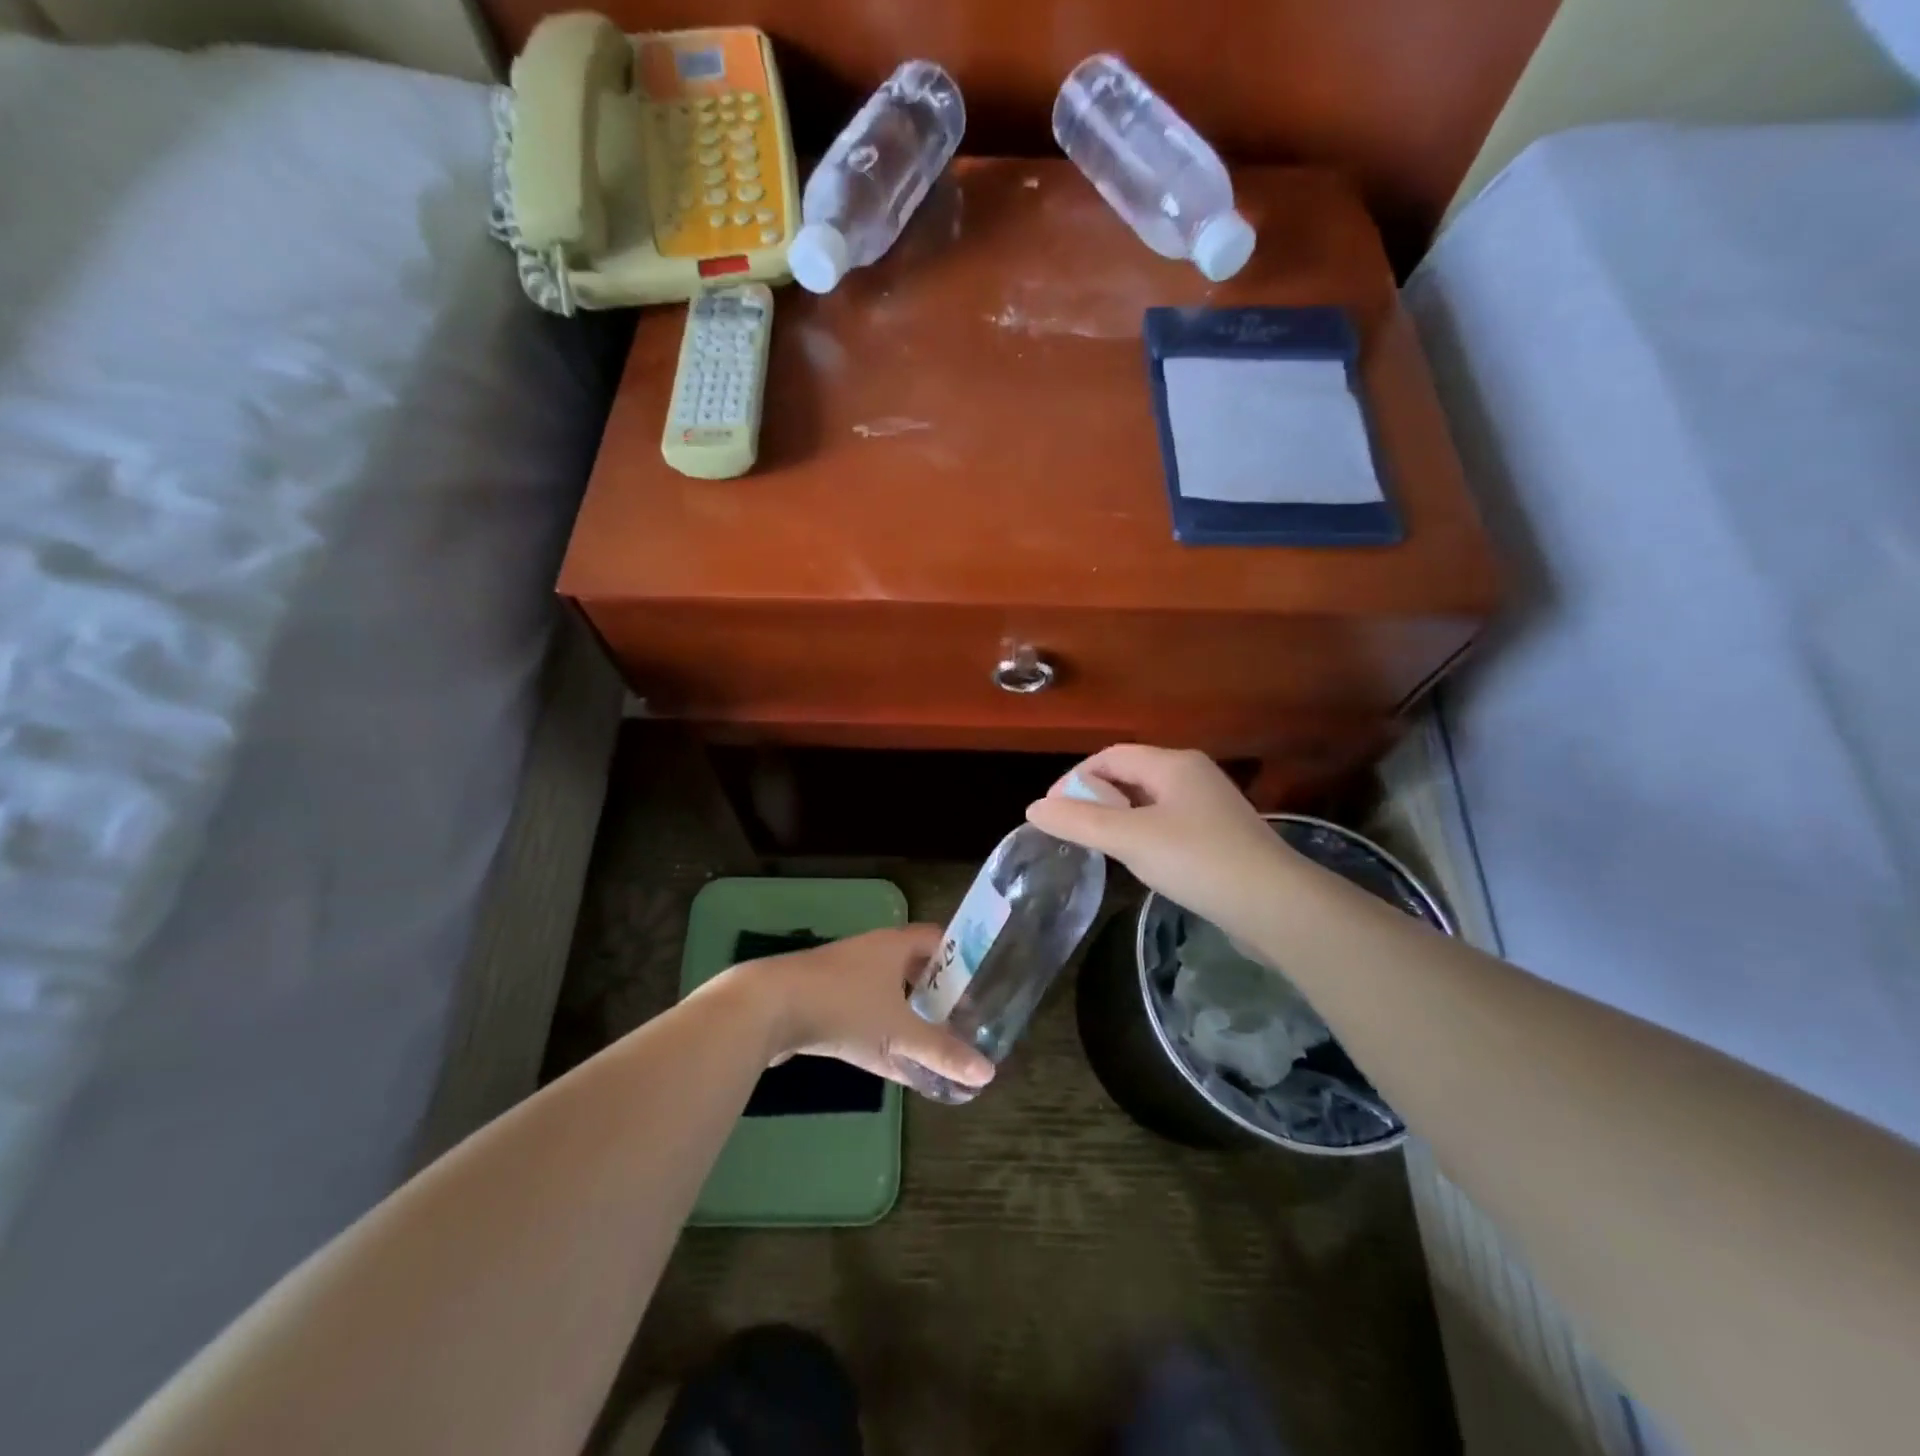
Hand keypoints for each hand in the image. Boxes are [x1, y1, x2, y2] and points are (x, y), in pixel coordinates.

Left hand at [730, 926, 995, 1092]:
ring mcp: (841, 970)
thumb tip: (987, 1074)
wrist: (767, 1008)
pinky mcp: (818, 993)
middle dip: (933, 989)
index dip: (959, 959)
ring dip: (904, 1008)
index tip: (976, 988)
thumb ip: (941, 1053)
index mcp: (894, 944)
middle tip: (956, 1018)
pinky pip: (860, 1004)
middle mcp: (870, 949)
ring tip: (924, 1037)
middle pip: (912, 962)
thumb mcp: (897, 1033)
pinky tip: (882, 1052)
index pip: (937, 939)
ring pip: (884, 985)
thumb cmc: (843, 1008)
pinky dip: (877, 1023)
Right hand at [1027, 746, 1295, 943]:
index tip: (1053, 812)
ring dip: (1118, 817)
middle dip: (1095, 798)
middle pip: (1129, 775)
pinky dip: (1142, 833)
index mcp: (1172, 763)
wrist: (1275, 905)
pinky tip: (1139, 860)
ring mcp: (1208, 805)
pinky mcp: (1218, 834)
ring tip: (1099, 847)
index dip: (1075, 779)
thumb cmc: (1197, 860)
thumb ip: (1080, 822)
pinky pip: (1167, 822)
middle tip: (1073, 831)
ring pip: (1148, 801)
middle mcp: (1191, 774)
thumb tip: (1034, 808)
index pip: (1109, 756)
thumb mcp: (1130, 839)